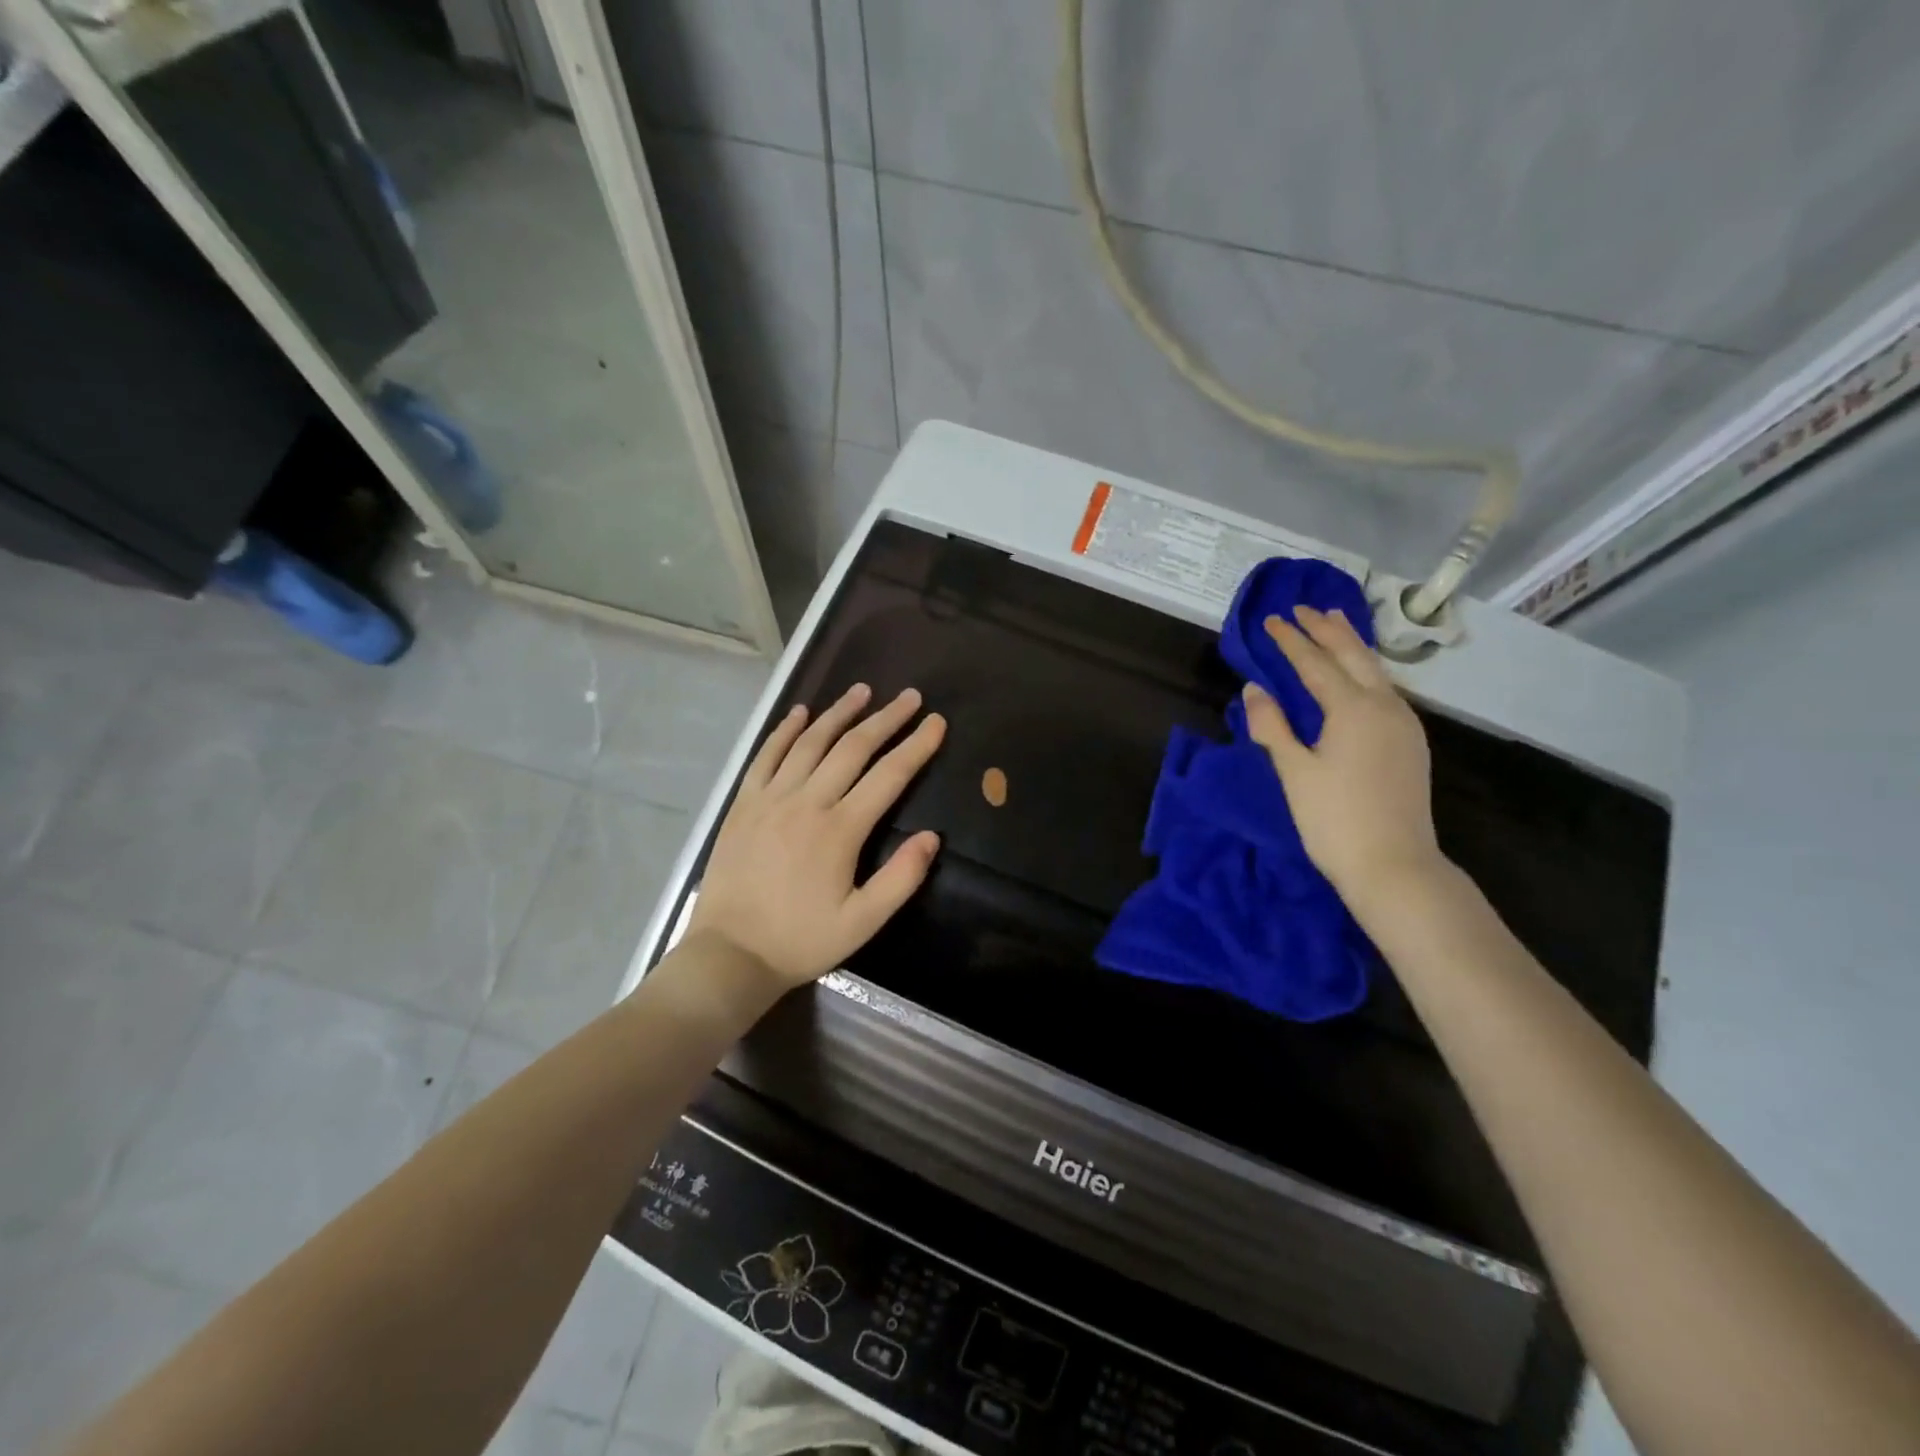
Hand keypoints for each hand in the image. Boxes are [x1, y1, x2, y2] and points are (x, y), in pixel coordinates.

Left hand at [688, 683, 945, 992]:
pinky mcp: (744, 803)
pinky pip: (767, 756)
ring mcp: (771, 798)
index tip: (937, 723)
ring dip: (839, 713)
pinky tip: (801, 713)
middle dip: (886, 719)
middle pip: (853, 748)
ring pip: (810, 743)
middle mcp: (807, 802)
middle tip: (910, 697)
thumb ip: (901, 878)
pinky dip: (785, 730)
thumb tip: (931, 836)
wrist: (730, 954)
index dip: (916, 746)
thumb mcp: (862, 922)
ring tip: (863, 691)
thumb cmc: (801, 941)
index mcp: (840, 830)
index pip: (889, 775)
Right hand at [1239, 605, 1444, 902]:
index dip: (1291, 641)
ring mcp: (1404, 724)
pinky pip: (1385, 690)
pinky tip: (1359, 675)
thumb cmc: (1334, 820)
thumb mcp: (1294, 772)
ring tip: (1334, 624)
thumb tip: (1255, 690)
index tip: (1271, 619)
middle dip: (1327, 630)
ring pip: (1375, 671)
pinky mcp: (1411, 743)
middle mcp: (1384, 707)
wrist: (1394, 866)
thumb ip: (1273, 727)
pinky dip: (1366, 671)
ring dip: (1351, 645)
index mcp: (1353, 709)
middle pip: (1353, 656)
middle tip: (1305, 607)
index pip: (1315, 664)